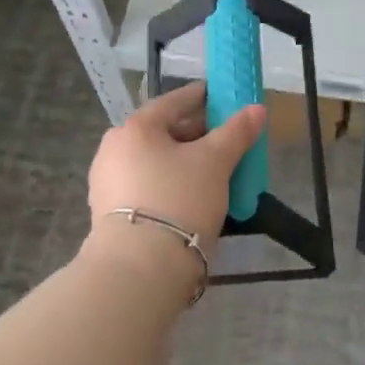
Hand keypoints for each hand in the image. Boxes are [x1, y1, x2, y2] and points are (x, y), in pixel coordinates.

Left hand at [88, 82, 266, 253]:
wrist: (140, 269)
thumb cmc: (179, 200)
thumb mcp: (215, 162)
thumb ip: (237, 132)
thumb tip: (257, 109)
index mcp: (135, 128)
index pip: (173, 101)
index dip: (201, 96)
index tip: (222, 96)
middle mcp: (114, 149)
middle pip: (163, 132)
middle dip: (195, 133)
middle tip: (225, 138)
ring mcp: (108, 182)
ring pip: (155, 160)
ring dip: (183, 161)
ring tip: (213, 169)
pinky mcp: (109, 213)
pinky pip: (147, 185)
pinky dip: (170, 182)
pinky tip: (192, 195)